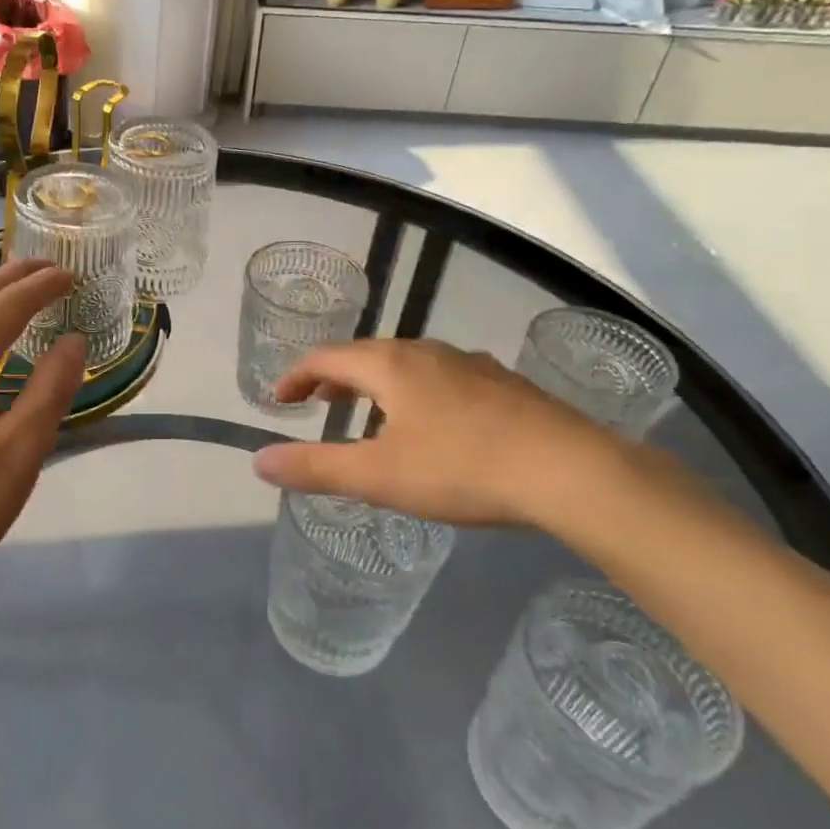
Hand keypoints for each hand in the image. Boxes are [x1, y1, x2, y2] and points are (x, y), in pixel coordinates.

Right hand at [250, 338, 628, 531]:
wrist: (570, 470)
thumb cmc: (462, 468)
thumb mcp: (378, 476)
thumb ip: (316, 467)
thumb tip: (259, 460)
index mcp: (391, 365)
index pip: (327, 358)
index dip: (297, 376)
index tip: (279, 399)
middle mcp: (427, 352)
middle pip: (367, 355)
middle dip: (335, 378)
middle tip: (318, 402)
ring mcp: (470, 364)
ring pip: (407, 364)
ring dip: (376, 383)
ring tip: (370, 411)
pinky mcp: (503, 384)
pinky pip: (442, 377)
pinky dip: (415, 391)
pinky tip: (433, 422)